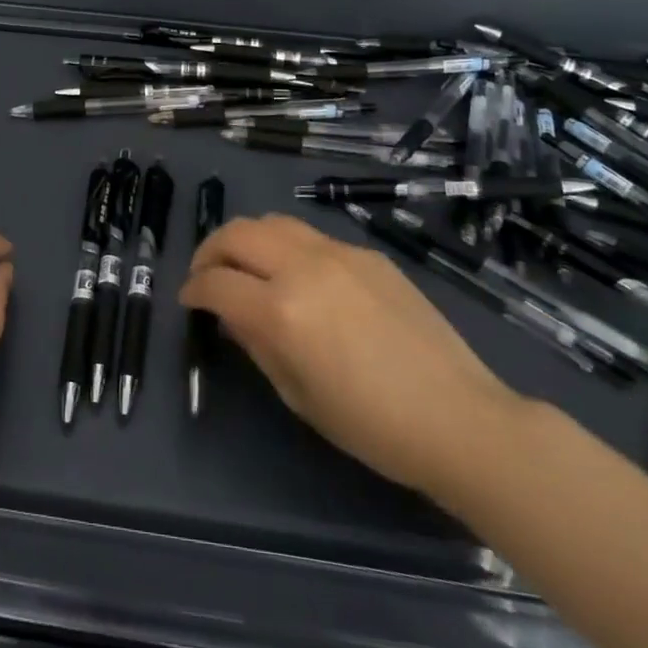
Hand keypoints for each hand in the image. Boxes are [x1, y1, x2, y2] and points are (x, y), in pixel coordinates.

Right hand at [179, 214, 524, 498]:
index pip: (216, 283)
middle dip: (210, 251)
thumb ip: (256, 343)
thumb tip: (231, 313)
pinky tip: (300, 277)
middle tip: (207, 275)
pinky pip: (312, 237)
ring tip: (247, 265)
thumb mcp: (297, 395)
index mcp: (281, 310)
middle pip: (237, 233)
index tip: (189, 300)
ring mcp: (338, 253)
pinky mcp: (366, 253)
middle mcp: (303, 267)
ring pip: (273, 222)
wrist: (458, 417)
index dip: (193, 290)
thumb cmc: (371, 425)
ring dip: (248, 239)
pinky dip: (288, 247)